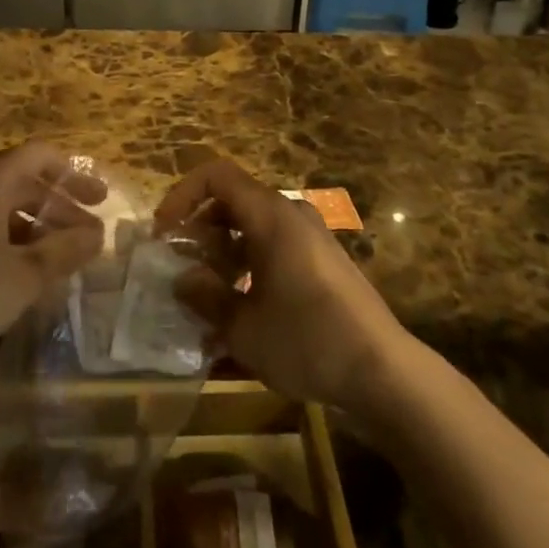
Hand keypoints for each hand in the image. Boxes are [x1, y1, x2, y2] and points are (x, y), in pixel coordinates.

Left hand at [0, 142, 106, 373]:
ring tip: (57, 254)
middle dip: (57, 205)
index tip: (98, 199)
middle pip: (21, 180)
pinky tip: (19, 266)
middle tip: (87, 232)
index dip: (73, 175)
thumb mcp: (26, 275)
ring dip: (33, 222)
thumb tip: (96, 235)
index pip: (39, 155)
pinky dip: (6, 232)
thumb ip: (65, 250)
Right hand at [155, 160, 407, 413]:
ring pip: (254, 225)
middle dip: (201, 229)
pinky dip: (250, 263)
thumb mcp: (243, 327)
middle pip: (234, 200)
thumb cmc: (307, 340)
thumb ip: (206, 297)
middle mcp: (291, 214)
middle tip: (183, 267)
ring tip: (208, 294)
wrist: (383, 371)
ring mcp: (311, 236)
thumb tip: (182, 279)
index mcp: (270, 215)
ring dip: (224, 250)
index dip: (183, 195)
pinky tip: (242, 309)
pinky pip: (275, 246)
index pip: (216, 175)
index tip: (165, 232)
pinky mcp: (323, 260)